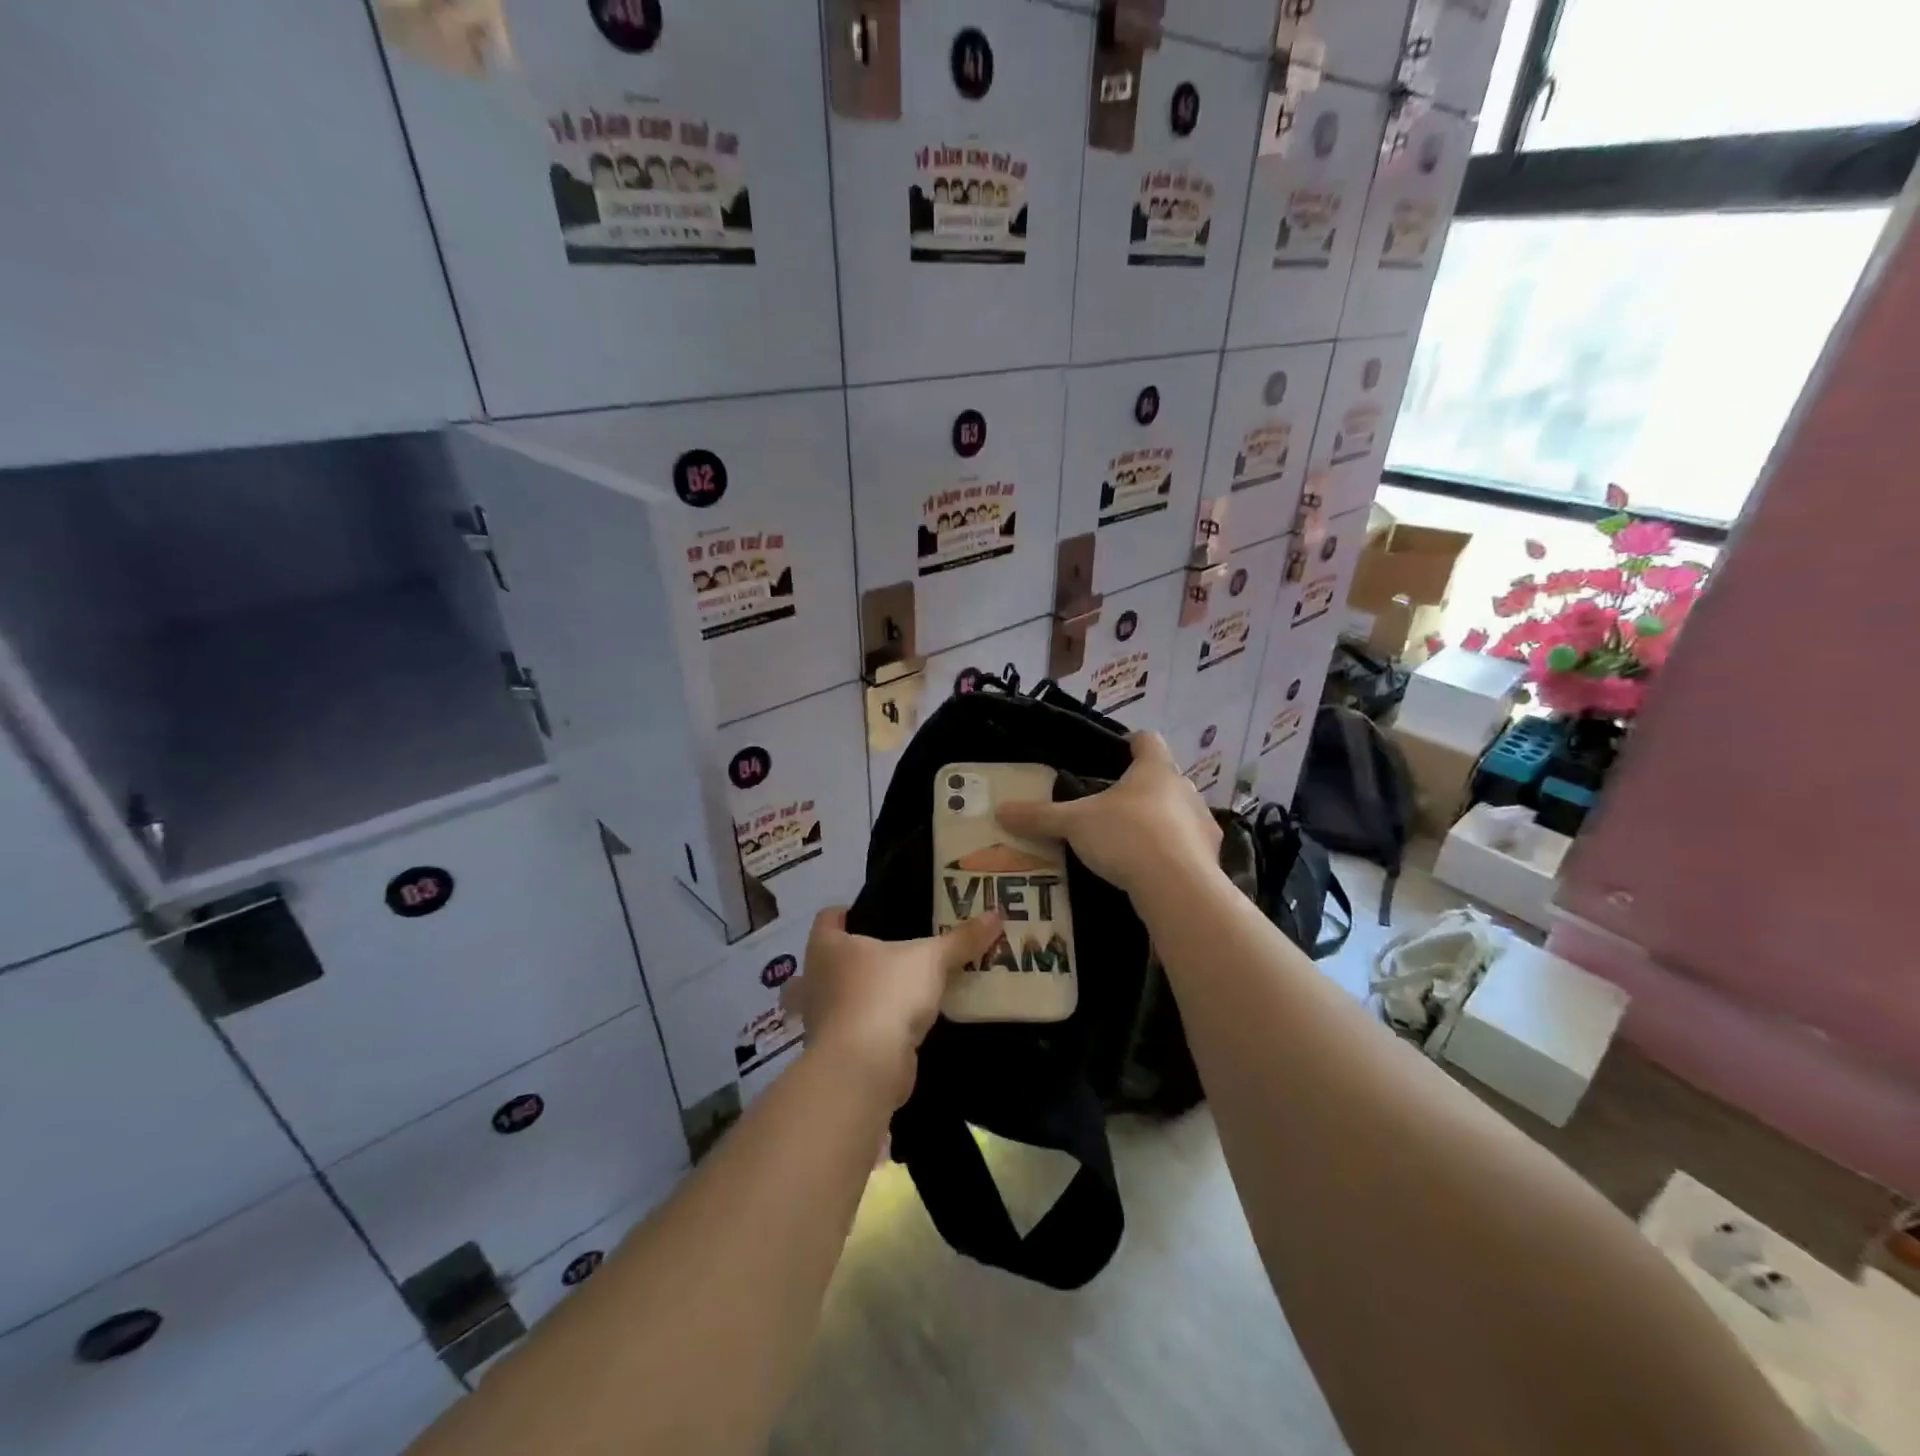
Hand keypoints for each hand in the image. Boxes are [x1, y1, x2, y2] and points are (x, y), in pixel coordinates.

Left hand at [783, 907, 1003, 1107]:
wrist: (865, 1068)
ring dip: (857, 996)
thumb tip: (996, 914)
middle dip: (850, 959)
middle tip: (887, 954)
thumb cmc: (886, 994)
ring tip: (893, 990)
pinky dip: (869, 1028)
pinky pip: (851, 1030)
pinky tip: (897, 1026)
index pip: (828, 918)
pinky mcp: (835, 1052)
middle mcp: (814, 979)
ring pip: (836, 998)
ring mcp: (820, 1020)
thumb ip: (961, 939)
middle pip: (828, 960)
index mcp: (827, 947)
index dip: (846, 913)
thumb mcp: (931, 960)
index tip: (870, 914)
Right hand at [994, 731, 1221, 898]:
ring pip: (1177, 812)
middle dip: (1140, 788)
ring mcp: (1202, 823)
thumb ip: (1040, 816)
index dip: (1131, 742)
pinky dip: (1170, 852)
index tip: (1115, 753)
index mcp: (1155, 768)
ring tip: (1129, 840)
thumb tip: (1000, 810)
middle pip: (1162, 777)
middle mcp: (1184, 789)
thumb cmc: (1127, 837)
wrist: (1179, 889)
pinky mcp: (1210, 857)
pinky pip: (1186, 846)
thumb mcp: (1074, 825)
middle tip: (1111, 805)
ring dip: (1158, 821)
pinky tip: (1150, 869)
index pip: (1147, 740)